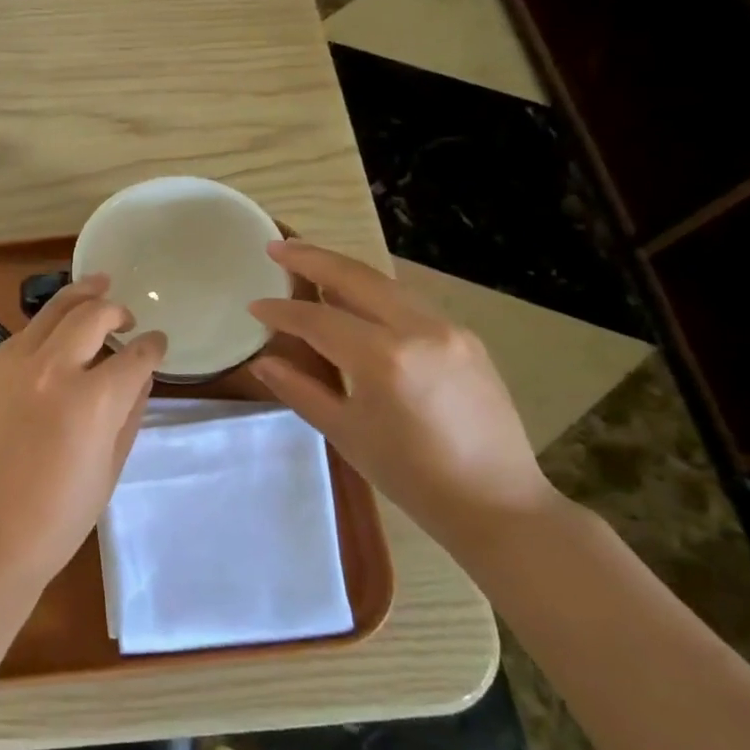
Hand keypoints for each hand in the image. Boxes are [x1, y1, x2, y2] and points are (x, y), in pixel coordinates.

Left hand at [0, 276, 166, 592]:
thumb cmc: (58, 517)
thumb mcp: (110, 468)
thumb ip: (129, 414)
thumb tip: (139, 378)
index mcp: (92, 400)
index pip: (135, 355)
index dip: (153, 346)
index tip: (157, 342)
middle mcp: (52, 369)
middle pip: (92, 314)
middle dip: (116, 308)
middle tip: (126, 314)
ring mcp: (11, 365)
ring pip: (52, 311)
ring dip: (80, 298)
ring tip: (96, 286)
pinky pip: (21, 337)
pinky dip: (44, 331)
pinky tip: (52, 340)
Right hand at [249, 239, 555, 554]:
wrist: (496, 502)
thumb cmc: (411, 476)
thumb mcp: (346, 433)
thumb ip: (300, 389)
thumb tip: (263, 361)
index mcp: (383, 359)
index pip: (318, 320)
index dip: (281, 311)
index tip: (254, 305)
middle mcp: (418, 330)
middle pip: (355, 278)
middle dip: (311, 258)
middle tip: (276, 247)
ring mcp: (448, 329)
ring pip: (386, 283)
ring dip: (344, 269)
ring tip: (309, 261)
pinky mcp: (466, 337)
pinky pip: (409, 302)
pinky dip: (374, 292)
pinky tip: (355, 298)